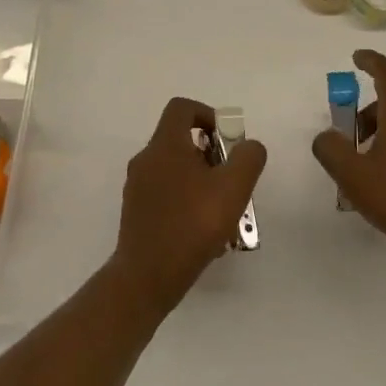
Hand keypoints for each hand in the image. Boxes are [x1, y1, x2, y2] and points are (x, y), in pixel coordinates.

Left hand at [112, 97, 267, 312]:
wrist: (147, 277)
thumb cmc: (191, 225)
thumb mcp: (233, 188)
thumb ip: (247, 159)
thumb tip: (249, 146)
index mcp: (164, 146)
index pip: (182, 108)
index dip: (208, 114)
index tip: (227, 139)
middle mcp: (146, 160)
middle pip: (180, 141)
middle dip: (211, 155)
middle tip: (231, 180)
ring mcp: (137, 188)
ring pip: (175, 171)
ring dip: (202, 182)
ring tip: (224, 212)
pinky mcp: (136, 213)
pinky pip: (167, 195)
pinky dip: (188, 202)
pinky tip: (207, 233)